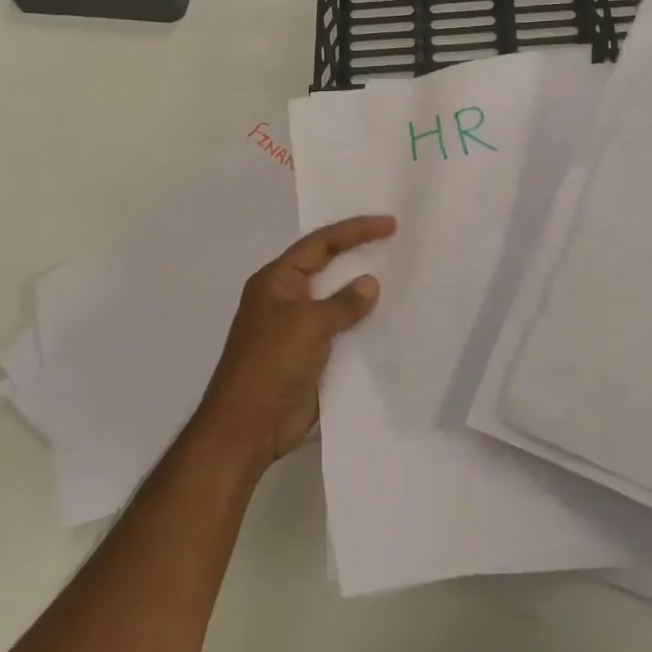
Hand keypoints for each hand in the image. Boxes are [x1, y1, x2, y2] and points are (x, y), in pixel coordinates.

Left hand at [195, 215, 395, 464]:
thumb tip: (370, 284)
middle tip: (398, 243)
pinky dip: (363, 325)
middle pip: (328, 267)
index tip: (390, 224)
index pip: (320, 244)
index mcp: (277, 281)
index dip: (355, 230)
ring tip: (402, 279)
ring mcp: (298, 328)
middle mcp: (287, 299)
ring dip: (364, 293)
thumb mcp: (308, 325)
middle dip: (360, 255)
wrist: (249, 427)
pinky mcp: (311, 356)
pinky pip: (342, 331)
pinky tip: (390, 322)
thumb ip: (342, 303)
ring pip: (338, 300)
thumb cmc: (271, 365)